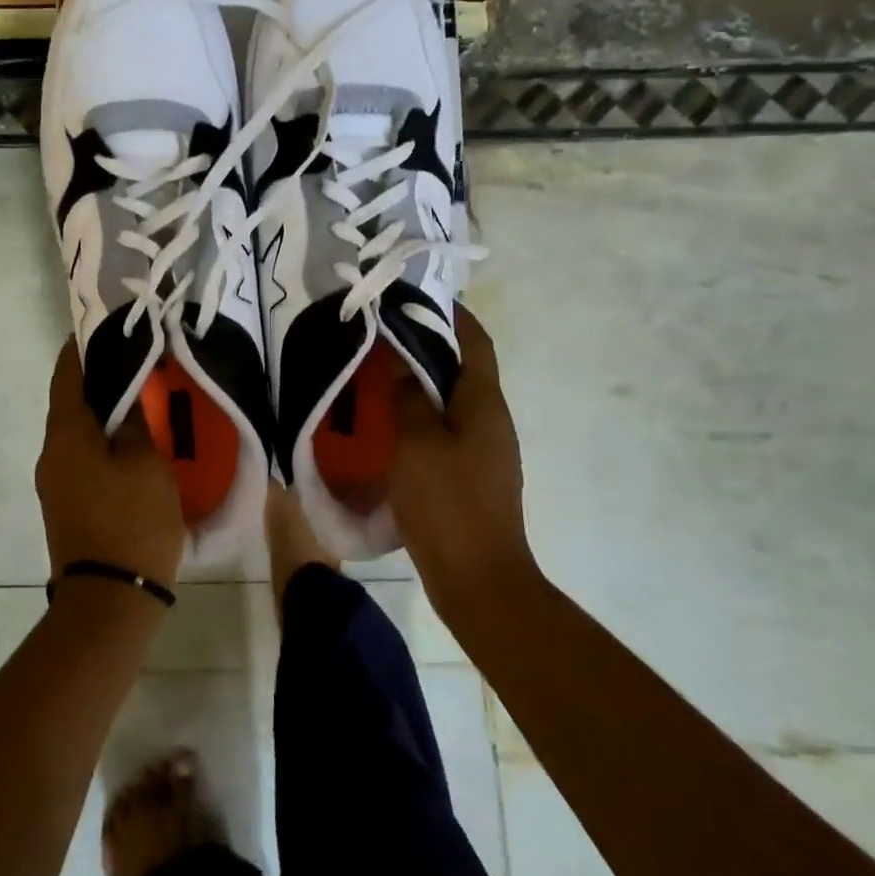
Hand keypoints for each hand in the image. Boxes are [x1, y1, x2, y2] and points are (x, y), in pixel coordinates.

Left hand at [35, 339, 186, 587]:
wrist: (109, 601)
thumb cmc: (131, 521)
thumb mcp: (145, 462)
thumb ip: (134, 420)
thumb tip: (126, 395)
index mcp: (66, 434)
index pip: (67, 374)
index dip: (83, 346)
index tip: (107, 325)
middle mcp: (51, 453)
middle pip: (71, 401)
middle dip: (99, 378)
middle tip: (137, 360)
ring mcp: (56, 482)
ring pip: (79, 431)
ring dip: (103, 412)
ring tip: (140, 396)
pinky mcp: (67, 505)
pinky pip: (83, 457)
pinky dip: (103, 440)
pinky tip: (133, 441)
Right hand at [391, 305, 534, 604]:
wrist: (478, 578)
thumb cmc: (448, 502)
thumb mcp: (418, 442)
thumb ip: (408, 396)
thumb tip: (402, 362)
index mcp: (484, 403)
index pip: (476, 342)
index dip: (454, 315)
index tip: (419, 297)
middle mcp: (491, 420)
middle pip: (464, 368)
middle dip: (430, 345)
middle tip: (386, 333)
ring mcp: (485, 450)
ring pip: (452, 400)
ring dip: (423, 381)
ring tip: (382, 371)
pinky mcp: (471, 475)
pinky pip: (446, 429)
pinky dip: (422, 414)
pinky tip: (391, 422)